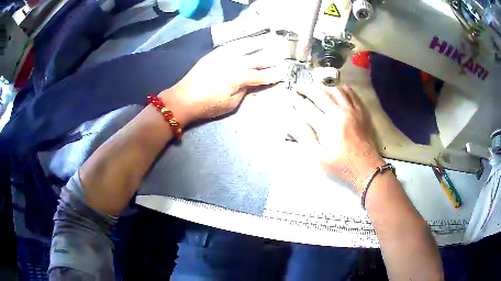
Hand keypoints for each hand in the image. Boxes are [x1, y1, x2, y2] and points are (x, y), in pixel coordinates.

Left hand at [159, 36, 283, 125]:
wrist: (183, 98)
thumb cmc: (208, 105)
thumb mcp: (230, 104)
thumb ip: (244, 91)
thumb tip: (251, 83)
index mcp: (238, 78)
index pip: (260, 76)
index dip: (272, 76)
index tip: (283, 74)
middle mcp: (233, 63)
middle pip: (256, 60)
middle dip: (270, 59)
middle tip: (280, 56)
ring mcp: (223, 56)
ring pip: (245, 48)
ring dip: (258, 46)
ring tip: (268, 42)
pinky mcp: (214, 54)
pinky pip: (232, 46)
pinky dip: (242, 44)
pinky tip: (246, 43)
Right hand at [291, 84, 383, 192]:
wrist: (367, 169)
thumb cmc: (342, 166)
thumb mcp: (319, 158)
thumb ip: (305, 138)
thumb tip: (292, 122)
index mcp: (328, 125)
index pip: (307, 107)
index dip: (296, 101)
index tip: (289, 97)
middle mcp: (340, 113)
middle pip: (320, 94)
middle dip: (307, 89)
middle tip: (299, 88)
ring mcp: (352, 110)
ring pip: (336, 90)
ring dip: (323, 86)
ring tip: (315, 87)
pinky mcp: (361, 112)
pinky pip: (351, 94)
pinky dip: (342, 88)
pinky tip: (337, 89)